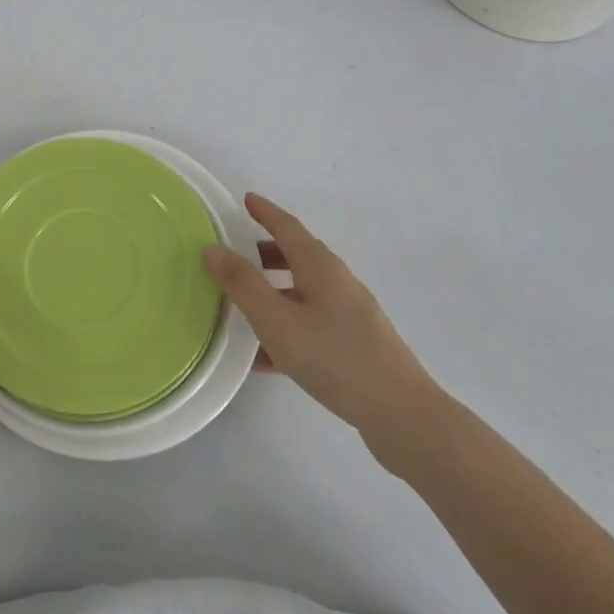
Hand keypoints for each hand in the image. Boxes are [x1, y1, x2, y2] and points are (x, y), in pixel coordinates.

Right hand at [203, 194, 448, 477]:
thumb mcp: (278, 321)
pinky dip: (286, 327)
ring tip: (242, 309)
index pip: (287, 227)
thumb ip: (243, 284)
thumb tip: (212, 249)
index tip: (246, 199)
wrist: (401, 414)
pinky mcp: (355, 344)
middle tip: (236, 255)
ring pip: (303, 292)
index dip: (265, 212)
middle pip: (297, 256)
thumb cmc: (335, 358)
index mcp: (321, 267)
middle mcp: (338, 282)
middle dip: (266, 252)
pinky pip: (311, 323)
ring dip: (273, 292)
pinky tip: (264, 359)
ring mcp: (350, 314)